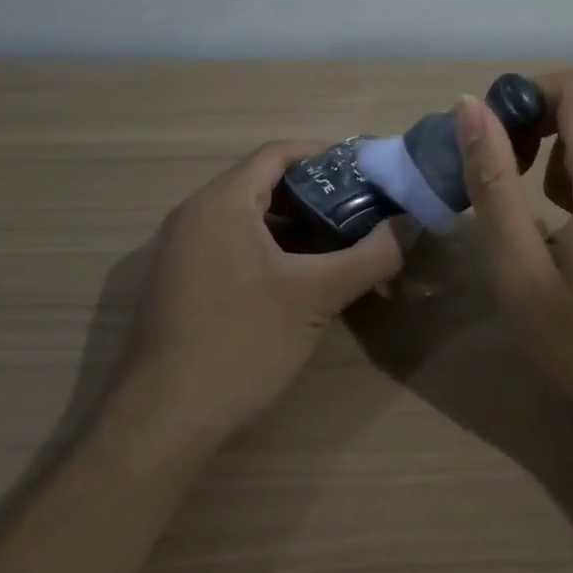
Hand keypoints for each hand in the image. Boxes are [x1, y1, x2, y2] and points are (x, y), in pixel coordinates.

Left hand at [117, 140, 410, 442]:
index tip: (363, 171)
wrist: (162, 420)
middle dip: (312, 192)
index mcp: (222, 201)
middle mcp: (194, 213)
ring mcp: (178, 249)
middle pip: (261, 181)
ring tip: (333, 243)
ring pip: (244, 215)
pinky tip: (292, 279)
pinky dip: (264, 246)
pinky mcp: (175, 281)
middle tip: (356, 209)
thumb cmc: (242, 342)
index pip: (277, 152)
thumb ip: (370, 256)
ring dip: (289, 223)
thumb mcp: (316, 296)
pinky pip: (226, 242)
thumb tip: (410, 225)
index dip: (323, 154)